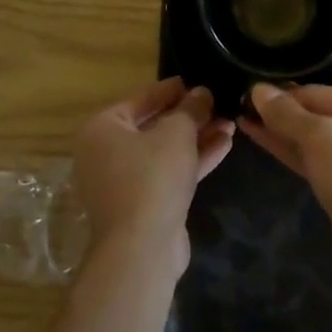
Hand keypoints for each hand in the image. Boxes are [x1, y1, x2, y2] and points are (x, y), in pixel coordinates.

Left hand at [73, 78, 233, 281]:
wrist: (142, 250)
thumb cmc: (152, 177)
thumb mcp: (176, 133)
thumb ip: (190, 109)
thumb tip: (201, 93)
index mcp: (101, 129)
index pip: (140, 99)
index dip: (169, 90)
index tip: (194, 81)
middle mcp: (106, 153)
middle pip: (153, 126)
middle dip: (189, 116)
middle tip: (216, 103)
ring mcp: (124, 182)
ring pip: (165, 151)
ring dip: (197, 137)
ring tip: (230, 122)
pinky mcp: (144, 204)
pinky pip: (169, 173)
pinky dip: (193, 159)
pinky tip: (224, 145)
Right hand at [240, 83, 331, 296]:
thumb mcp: (322, 141)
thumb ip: (288, 115)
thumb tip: (258, 89)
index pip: (316, 92)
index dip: (279, 95)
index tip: (244, 93)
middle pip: (314, 113)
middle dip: (278, 113)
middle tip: (238, 106)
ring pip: (311, 138)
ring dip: (279, 131)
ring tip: (242, 119)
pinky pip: (313, 159)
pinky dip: (289, 151)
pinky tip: (261, 139)